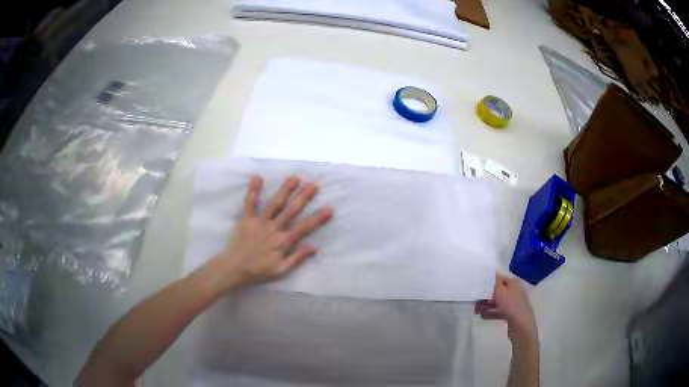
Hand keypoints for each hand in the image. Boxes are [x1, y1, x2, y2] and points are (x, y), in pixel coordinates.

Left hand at [209, 175, 333, 289]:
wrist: (234, 269)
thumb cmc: (259, 272)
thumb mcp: (281, 271)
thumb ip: (297, 258)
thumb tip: (314, 246)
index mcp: (283, 242)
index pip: (304, 228)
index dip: (317, 218)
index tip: (329, 209)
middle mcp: (273, 229)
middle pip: (291, 211)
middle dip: (304, 197)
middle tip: (314, 185)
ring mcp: (259, 222)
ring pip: (275, 204)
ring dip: (285, 190)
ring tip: (295, 178)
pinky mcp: (246, 219)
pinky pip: (250, 204)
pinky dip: (253, 191)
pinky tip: (257, 177)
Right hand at [475, 273, 535, 341]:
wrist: (520, 323)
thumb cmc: (510, 304)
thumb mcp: (501, 290)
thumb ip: (496, 281)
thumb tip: (496, 269)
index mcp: (513, 283)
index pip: (500, 279)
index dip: (490, 283)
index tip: (480, 288)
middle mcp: (514, 291)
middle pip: (498, 292)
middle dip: (486, 297)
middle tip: (475, 302)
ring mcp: (513, 303)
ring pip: (498, 303)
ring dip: (486, 306)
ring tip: (476, 311)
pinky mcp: (511, 313)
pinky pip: (499, 311)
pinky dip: (491, 312)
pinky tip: (483, 316)